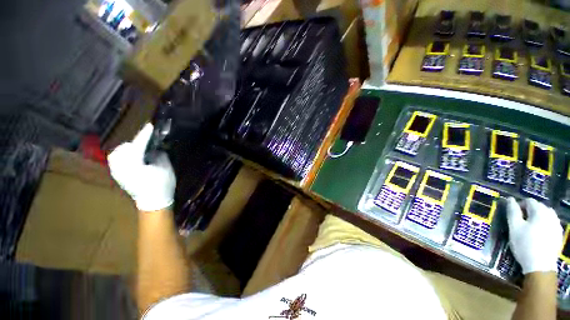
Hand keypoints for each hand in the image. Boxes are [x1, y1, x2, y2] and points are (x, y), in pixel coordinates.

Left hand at [108, 123, 175, 211]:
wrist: (153, 201)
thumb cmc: (162, 185)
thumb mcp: (165, 168)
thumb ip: (159, 154)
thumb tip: (155, 147)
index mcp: (135, 164)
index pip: (138, 144)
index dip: (145, 134)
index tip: (150, 126)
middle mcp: (121, 166)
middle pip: (124, 148)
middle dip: (135, 143)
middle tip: (146, 143)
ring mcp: (117, 171)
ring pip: (118, 153)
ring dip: (128, 149)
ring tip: (138, 150)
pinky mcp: (117, 175)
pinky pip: (116, 160)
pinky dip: (123, 156)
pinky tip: (132, 158)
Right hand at [506, 197, 562, 273]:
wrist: (540, 266)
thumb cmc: (525, 244)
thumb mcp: (514, 227)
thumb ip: (512, 211)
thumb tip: (510, 199)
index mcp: (539, 211)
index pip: (528, 201)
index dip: (519, 205)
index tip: (512, 214)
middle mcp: (550, 214)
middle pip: (539, 207)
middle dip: (529, 211)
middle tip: (520, 221)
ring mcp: (556, 224)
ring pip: (546, 214)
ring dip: (538, 217)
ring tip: (530, 226)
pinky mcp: (558, 234)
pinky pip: (551, 223)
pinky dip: (544, 224)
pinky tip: (540, 233)